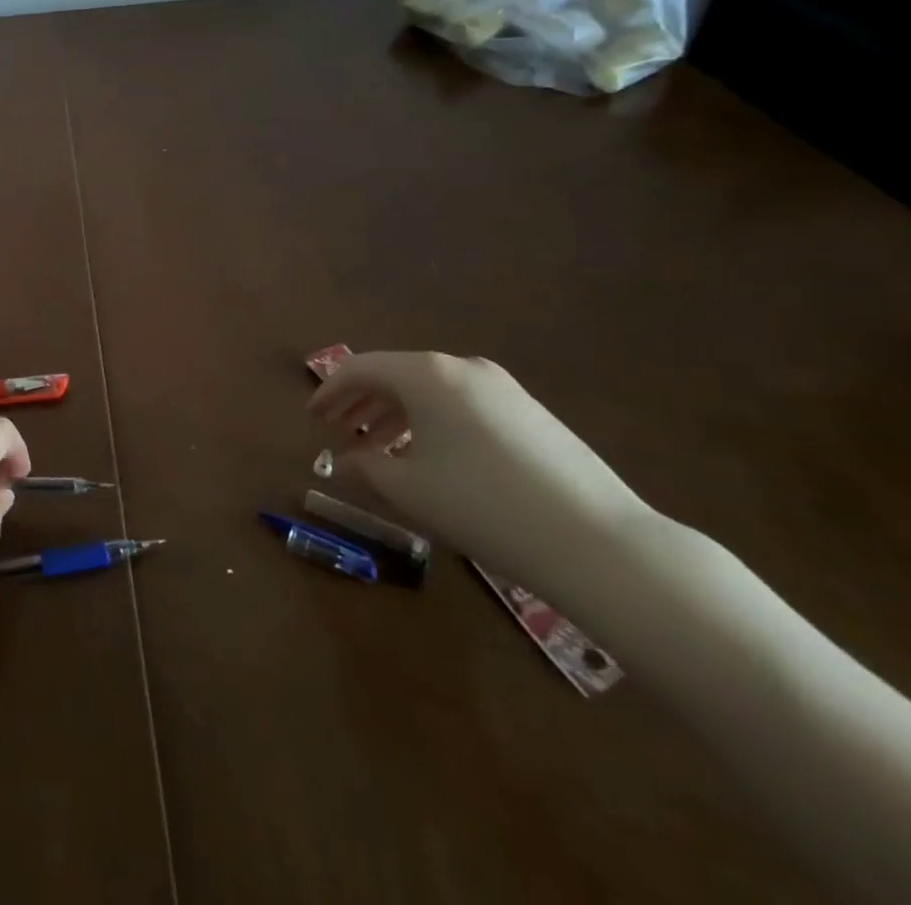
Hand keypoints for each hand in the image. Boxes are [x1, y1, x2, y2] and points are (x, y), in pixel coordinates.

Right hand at [304, 352, 653, 587]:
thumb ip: (366, 467)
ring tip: (375, 447)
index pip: (360, 369)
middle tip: (336, 430)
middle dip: (359, 402)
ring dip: (393, 413)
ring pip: (429, 390)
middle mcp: (461, 368)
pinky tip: (427, 455)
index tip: (311, 418)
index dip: (329, 392)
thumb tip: (346, 460)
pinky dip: (430, 421)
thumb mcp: (409, 489)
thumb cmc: (483, 506)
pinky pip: (460, 403)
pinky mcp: (530, 412)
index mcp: (426, 375)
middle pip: (394, 374)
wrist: (600, 543)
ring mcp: (502, 388)